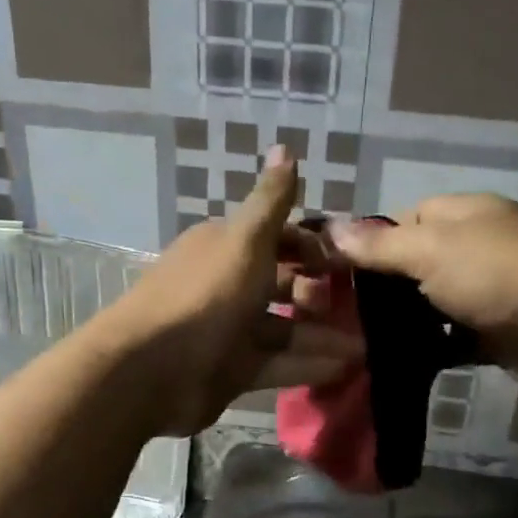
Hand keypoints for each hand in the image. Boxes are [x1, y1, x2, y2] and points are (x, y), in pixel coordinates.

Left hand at [102, 148, 361, 434]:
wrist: (152, 369)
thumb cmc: (205, 295)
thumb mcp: (244, 240)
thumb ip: (270, 201)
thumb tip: (286, 146)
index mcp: (226, 247)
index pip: (276, 239)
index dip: (311, 246)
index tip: (347, 260)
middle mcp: (228, 286)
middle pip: (282, 285)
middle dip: (319, 293)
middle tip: (358, 306)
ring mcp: (230, 331)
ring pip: (285, 329)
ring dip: (322, 335)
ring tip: (366, 346)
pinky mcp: (233, 371)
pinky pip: (278, 364)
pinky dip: (308, 365)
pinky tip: (345, 368)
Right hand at [329, 194, 517, 394]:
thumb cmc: (499, 274)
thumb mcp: (431, 250)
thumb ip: (381, 245)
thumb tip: (330, 227)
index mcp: (464, 215)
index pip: (407, 219)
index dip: (374, 242)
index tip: (339, 272)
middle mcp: (477, 248)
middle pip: (419, 264)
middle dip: (384, 289)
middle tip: (340, 316)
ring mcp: (490, 292)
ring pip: (434, 305)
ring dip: (405, 323)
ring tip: (357, 344)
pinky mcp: (497, 334)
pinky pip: (453, 340)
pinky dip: (431, 350)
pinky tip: (396, 364)